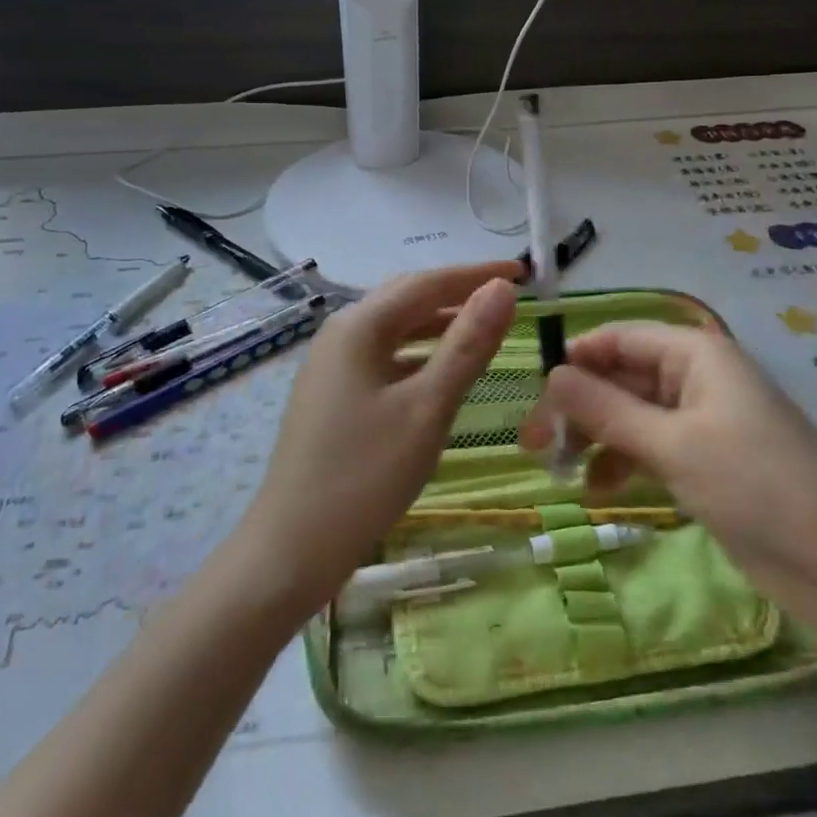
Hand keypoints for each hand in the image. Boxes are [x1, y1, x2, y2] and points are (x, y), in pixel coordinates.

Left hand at [234, 263, 522, 615]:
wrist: (293, 546)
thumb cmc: (365, 475)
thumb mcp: (427, 407)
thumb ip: (467, 345)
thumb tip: (502, 289)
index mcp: (358, 326)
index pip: (426, 282)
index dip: (476, 274)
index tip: (522, 270)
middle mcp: (340, 334)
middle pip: (406, 298)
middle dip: (457, 292)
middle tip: (506, 296)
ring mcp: (332, 365)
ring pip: (395, 329)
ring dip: (439, 323)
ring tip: (484, 328)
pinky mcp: (333, 394)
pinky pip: (384, 356)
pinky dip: (419, 354)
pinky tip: (441, 372)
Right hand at [519, 322, 816, 615]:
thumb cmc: (758, 487)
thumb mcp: (673, 445)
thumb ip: (607, 409)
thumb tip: (551, 375)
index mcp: (696, 354)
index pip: (619, 337)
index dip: (575, 358)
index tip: (534, 394)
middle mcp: (696, 378)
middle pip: (620, 377)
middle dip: (578, 406)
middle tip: (534, 445)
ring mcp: (701, 421)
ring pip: (630, 414)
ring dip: (594, 437)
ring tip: (559, 471)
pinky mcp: (705, 461)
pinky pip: (649, 446)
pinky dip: (621, 462)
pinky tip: (599, 490)